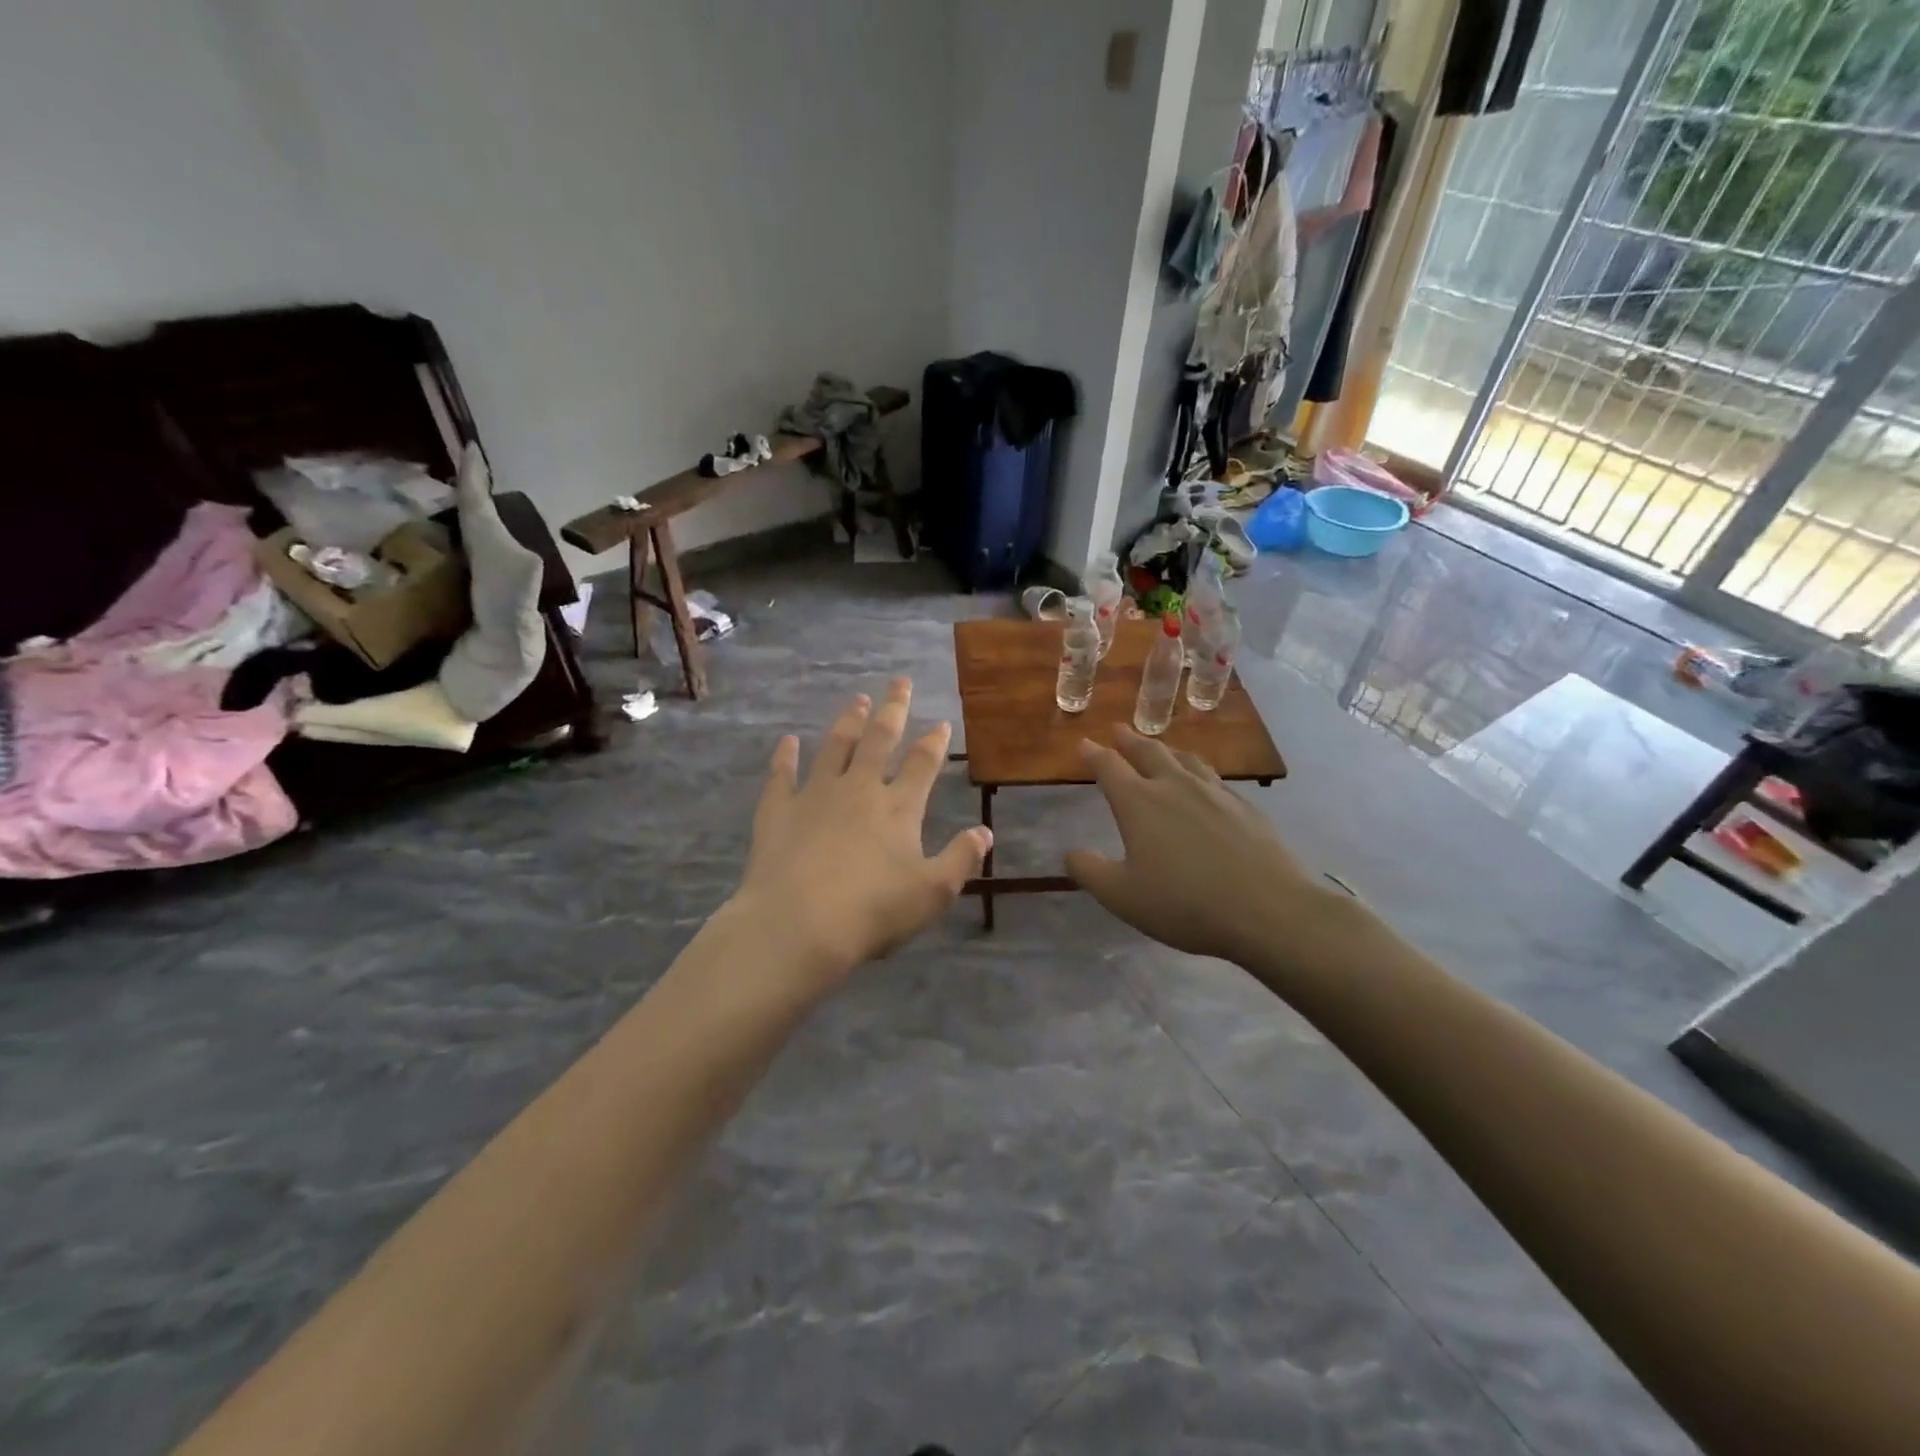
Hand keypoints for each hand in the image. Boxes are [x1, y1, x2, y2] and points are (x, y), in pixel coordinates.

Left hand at [730, 678, 990, 987]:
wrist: (798, 925)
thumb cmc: (873, 911)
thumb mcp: (933, 892)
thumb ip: (961, 858)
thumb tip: (985, 832)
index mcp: (898, 807)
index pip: (922, 764)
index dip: (934, 742)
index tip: (941, 722)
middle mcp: (859, 789)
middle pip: (879, 740)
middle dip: (893, 710)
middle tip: (900, 682)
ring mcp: (815, 796)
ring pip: (835, 747)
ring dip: (847, 721)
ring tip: (857, 699)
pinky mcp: (778, 812)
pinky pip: (781, 775)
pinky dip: (784, 756)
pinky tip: (787, 741)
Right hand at [1065, 728, 1354, 967]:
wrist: (1268, 909)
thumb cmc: (1184, 903)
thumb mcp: (1122, 896)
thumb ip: (1090, 871)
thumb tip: (1070, 852)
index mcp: (1139, 803)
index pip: (1109, 767)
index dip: (1094, 754)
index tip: (1084, 743)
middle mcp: (1175, 786)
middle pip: (1148, 752)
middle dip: (1129, 740)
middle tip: (1118, 730)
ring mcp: (1214, 793)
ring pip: (1185, 759)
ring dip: (1166, 749)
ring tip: (1160, 747)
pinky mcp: (1245, 807)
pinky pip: (1214, 777)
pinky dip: (1198, 770)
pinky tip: (1204, 782)